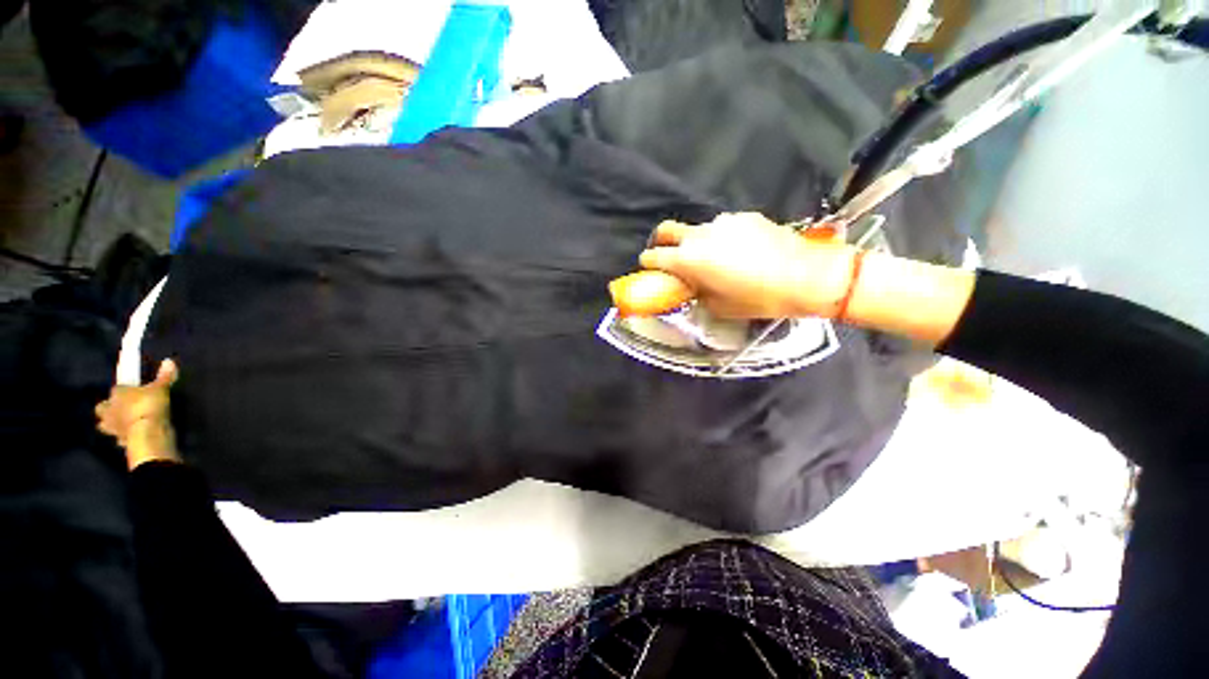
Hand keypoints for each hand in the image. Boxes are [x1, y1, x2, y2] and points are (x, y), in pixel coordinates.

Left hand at [96, 359, 180, 470]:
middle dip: (107, 409)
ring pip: (105, 425)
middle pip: (101, 408)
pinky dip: (123, 437)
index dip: (123, 390)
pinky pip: (119, 438)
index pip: (116, 389)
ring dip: (112, 424)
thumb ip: (164, 377)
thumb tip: (169, 361)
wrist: (147, 433)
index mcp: (117, 394)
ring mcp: (113, 428)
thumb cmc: (149, 406)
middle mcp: (110, 410)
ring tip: (123, 424)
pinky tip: (132, 436)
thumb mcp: (161, 388)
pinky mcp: (120, 441)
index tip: (133, 391)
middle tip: (119, 409)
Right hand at [639, 213, 856, 318]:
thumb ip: (697, 293)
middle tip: (668, 256)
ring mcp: (723, 222)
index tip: (649, 269)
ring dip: (695, 243)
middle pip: (667, 230)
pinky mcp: (744, 217)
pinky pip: (722, 228)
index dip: (648, 263)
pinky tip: (739, 252)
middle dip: (660, 242)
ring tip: (714, 259)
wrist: (807, 275)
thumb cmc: (758, 298)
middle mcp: (700, 236)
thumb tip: (691, 286)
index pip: (654, 256)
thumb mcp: (719, 306)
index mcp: (689, 259)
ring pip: (697, 230)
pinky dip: (720, 239)